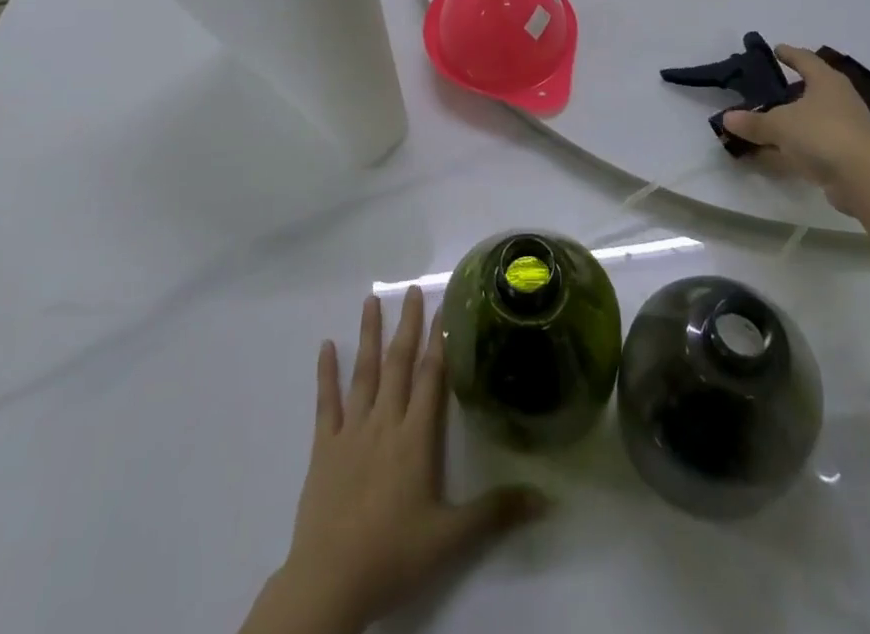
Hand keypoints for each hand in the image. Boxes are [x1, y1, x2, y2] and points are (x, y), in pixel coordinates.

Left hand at [255, 288, 548, 633]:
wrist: (330, 581)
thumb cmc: (394, 555)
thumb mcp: (451, 538)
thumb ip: (495, 512)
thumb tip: (546, 497)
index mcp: (414, 437)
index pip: (430, 376)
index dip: (438, 340)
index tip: (443, 306)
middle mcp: (384, 422)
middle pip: (398, 363)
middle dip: (407, 324)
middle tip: (412, 289)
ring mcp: (351, 431)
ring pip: (363, 373)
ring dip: (368, 335)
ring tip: (370, 300)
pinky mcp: (324, 447)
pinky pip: (326, 402)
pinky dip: (326, 373)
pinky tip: (326, 346)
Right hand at [721, 46, 869, 212]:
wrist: (867, 179)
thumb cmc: (822, 134)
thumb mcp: (779, 125)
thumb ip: (753, 122)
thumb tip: (726, 118)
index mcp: (826, 81)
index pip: (805, 59)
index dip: (789, 54)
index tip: (776, 49)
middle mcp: (840, 99)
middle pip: (813, 88)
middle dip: (792, 89)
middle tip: (771, 88)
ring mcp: (847, 128)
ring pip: (814, 118)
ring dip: (794, 120)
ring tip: (770, 121)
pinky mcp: (849, 154)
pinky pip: (815, 143)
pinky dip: (798, 145)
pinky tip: (780, 152)